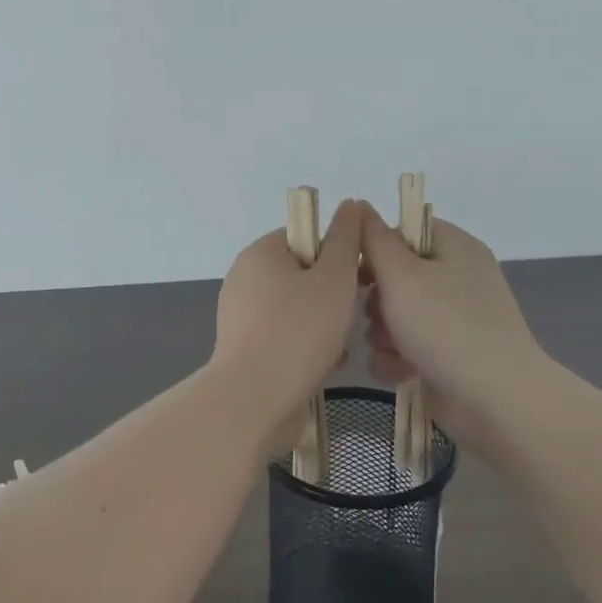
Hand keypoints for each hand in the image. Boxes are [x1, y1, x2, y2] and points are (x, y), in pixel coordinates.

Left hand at [213, 199, 363, 422]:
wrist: (255, 398)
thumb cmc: (299, 330)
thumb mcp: (334, 278)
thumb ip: (346, 239)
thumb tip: (352, 204)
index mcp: (261, 252)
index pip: (307, 236)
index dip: (339, 253)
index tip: (361, 277)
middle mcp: (245, 278)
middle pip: (304, 275)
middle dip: (334, 296)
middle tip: (354, 315)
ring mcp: (240, 315)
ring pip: (298, 309)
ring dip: (325, 325)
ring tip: (339, 347)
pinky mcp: (244, 348)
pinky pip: (285, 336)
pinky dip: (306, 347)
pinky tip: (323, 366)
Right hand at [359, 211, 546, 445]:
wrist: (494, 399)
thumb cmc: (445, 326)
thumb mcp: (402, 275)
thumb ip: (375, 240)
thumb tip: (360, 205)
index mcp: (455, 247)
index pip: (404, 231)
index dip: (375, 248)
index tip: (356, 271)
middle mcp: (457, 278)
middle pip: (396, 276)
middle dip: (376, 300)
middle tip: (377, 315)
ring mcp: (455, 318)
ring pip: (396, 315)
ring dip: (382, 334)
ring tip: (391, 349)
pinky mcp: (449, 354)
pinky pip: (408, 346)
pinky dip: (397, 358)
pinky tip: (399, 371)